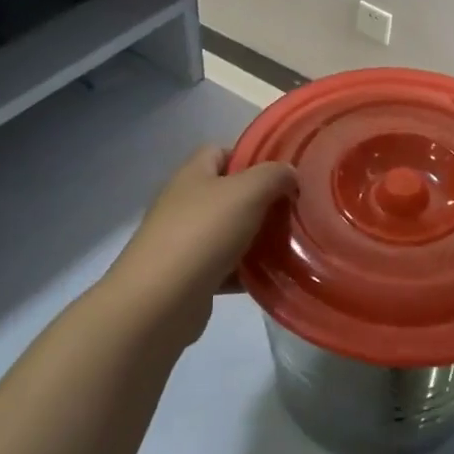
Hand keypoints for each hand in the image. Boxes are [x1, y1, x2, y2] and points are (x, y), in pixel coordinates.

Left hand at [112, 146, 296, 346]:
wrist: (159, 301)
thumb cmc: (203, 233)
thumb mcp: (247, 191)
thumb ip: (274, 176)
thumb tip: (289, 173)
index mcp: (193, 175)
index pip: (222, 152)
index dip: (252, 158)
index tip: (283, 174)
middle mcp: (185, 204)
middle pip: (229, 194)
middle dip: (262, 202)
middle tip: (294, 212)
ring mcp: (185, 242)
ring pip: (231, 232)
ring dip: (258, 239)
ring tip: (292, 245)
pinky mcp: (190, 278)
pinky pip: (226, 268)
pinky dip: (247, 272)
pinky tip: (273, 276)